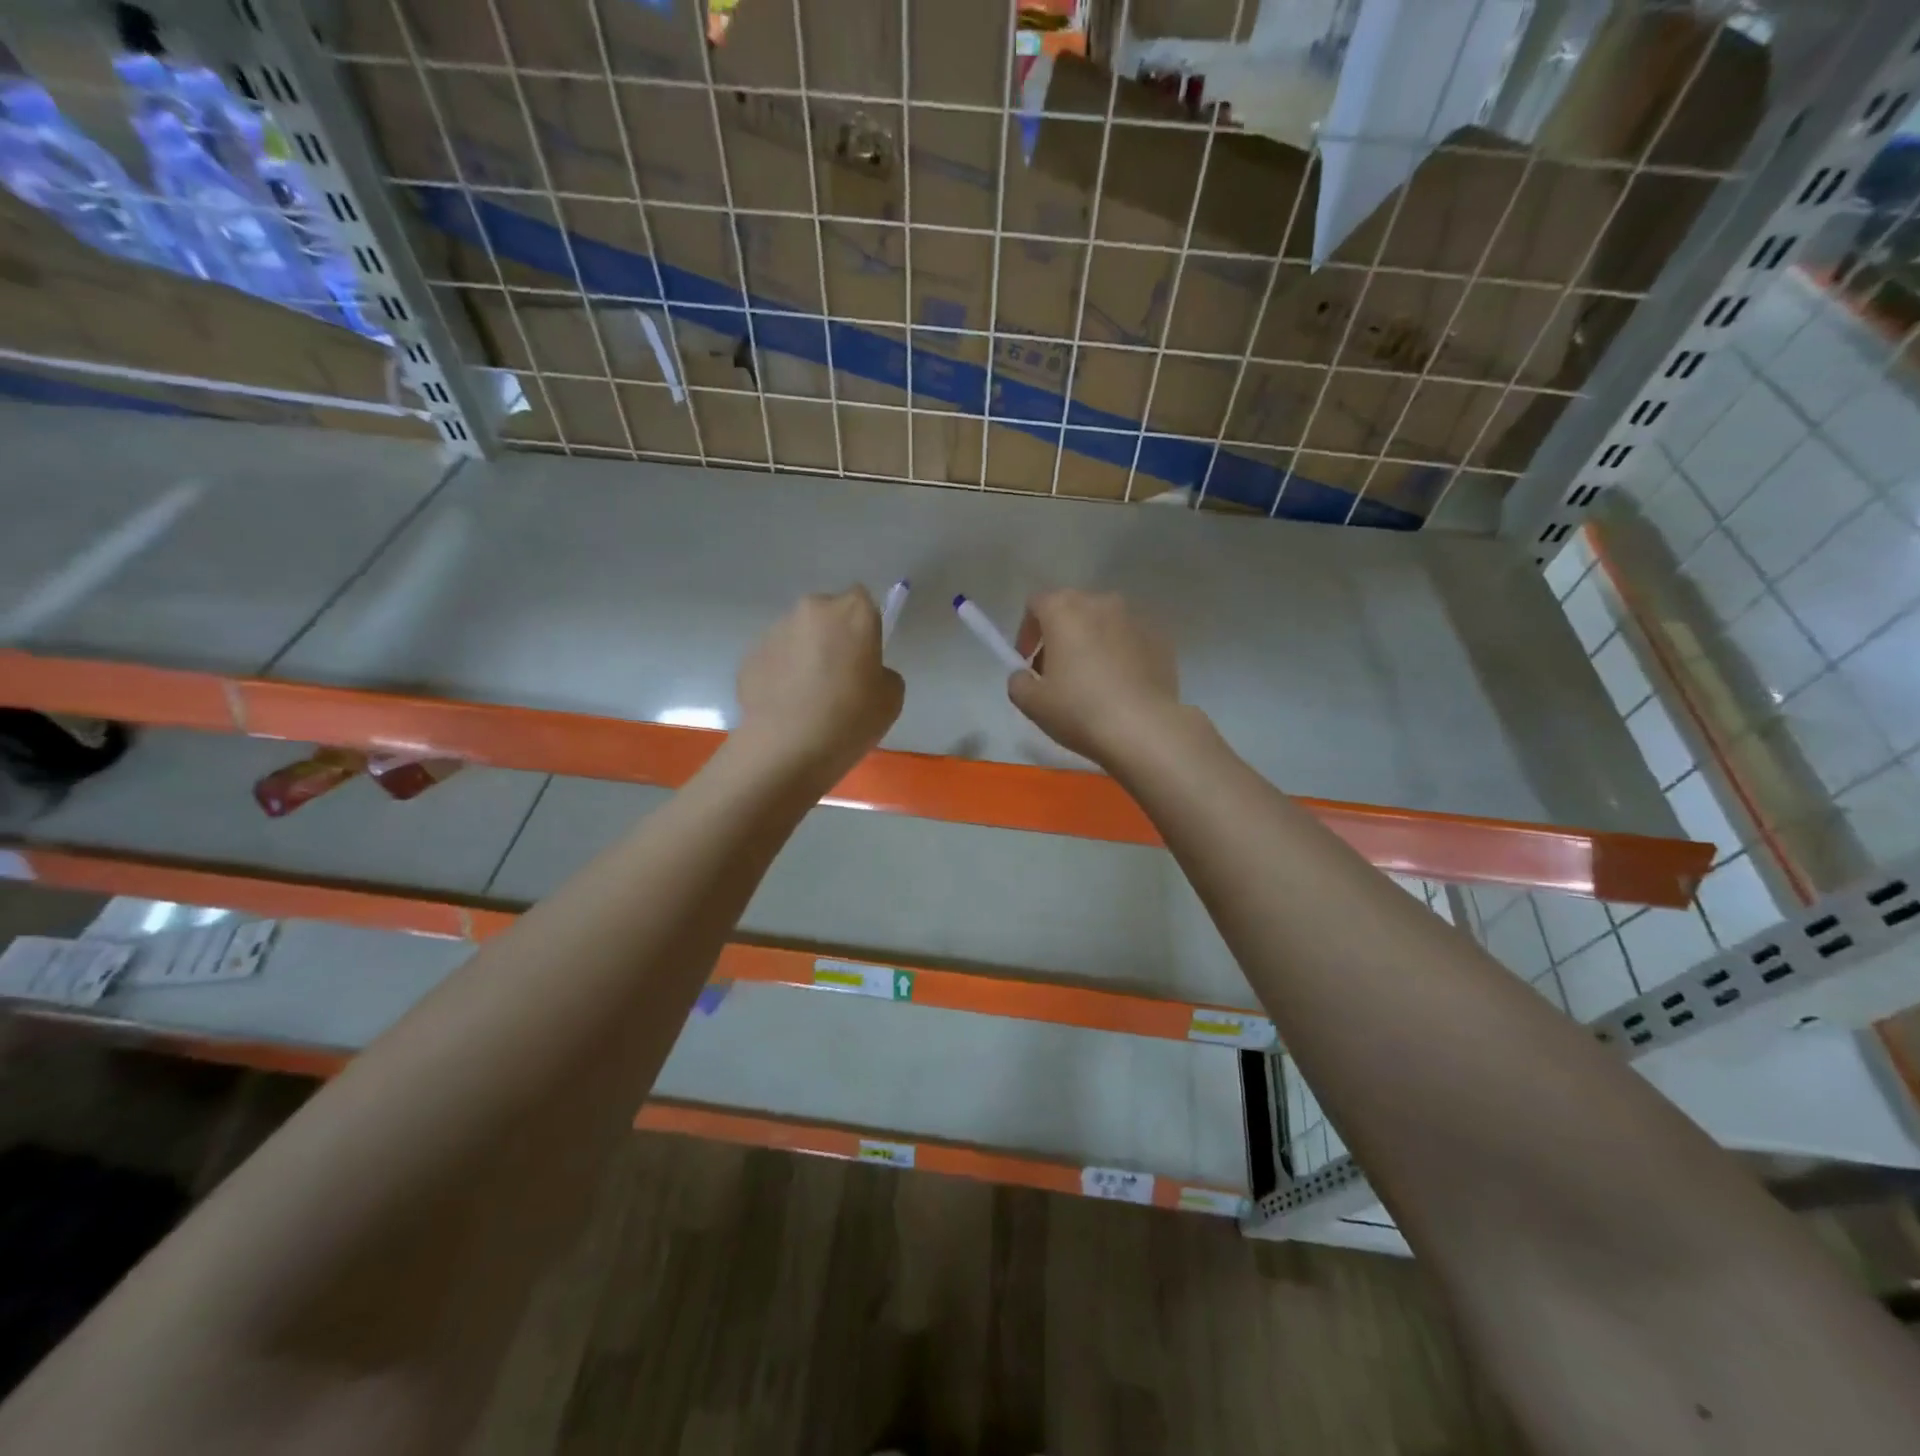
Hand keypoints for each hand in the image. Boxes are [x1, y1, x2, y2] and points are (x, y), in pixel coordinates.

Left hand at [733, 588, 904, 783]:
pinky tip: (786, 707)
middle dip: (832, 636)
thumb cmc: (850, 719)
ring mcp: (775, 631)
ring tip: (807, 697)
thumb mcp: (891, 698)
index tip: (865, 656)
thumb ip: (881, 672)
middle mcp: (811, 610)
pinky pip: (775, 659)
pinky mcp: (749, 655)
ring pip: (798, 636)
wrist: (787, 748)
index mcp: (852, 612)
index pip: (863, 601)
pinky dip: (781, 674)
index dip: (864, 627)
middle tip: (838, 677)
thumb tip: (865, 672)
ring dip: (804, 654)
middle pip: (827, 614)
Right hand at [1007, 590, 1186, 767]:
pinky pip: (1131, 640)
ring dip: (1092, 642)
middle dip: (1060, 635)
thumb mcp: (1031, 703)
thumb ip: (1018, 681)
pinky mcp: (1161, 639)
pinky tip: (1121, 686)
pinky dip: (1121, 654)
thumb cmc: (1079, 710)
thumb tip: (1025, 675)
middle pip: (1072, 610)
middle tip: (1057, 672)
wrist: (1144, 729)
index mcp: (1065, 610)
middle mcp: (1101, 603)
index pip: (1036, 604)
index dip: (1027, 632)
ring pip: (1104, 623)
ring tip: (1092, 679)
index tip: (1027, 662)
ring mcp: (1136, 618)